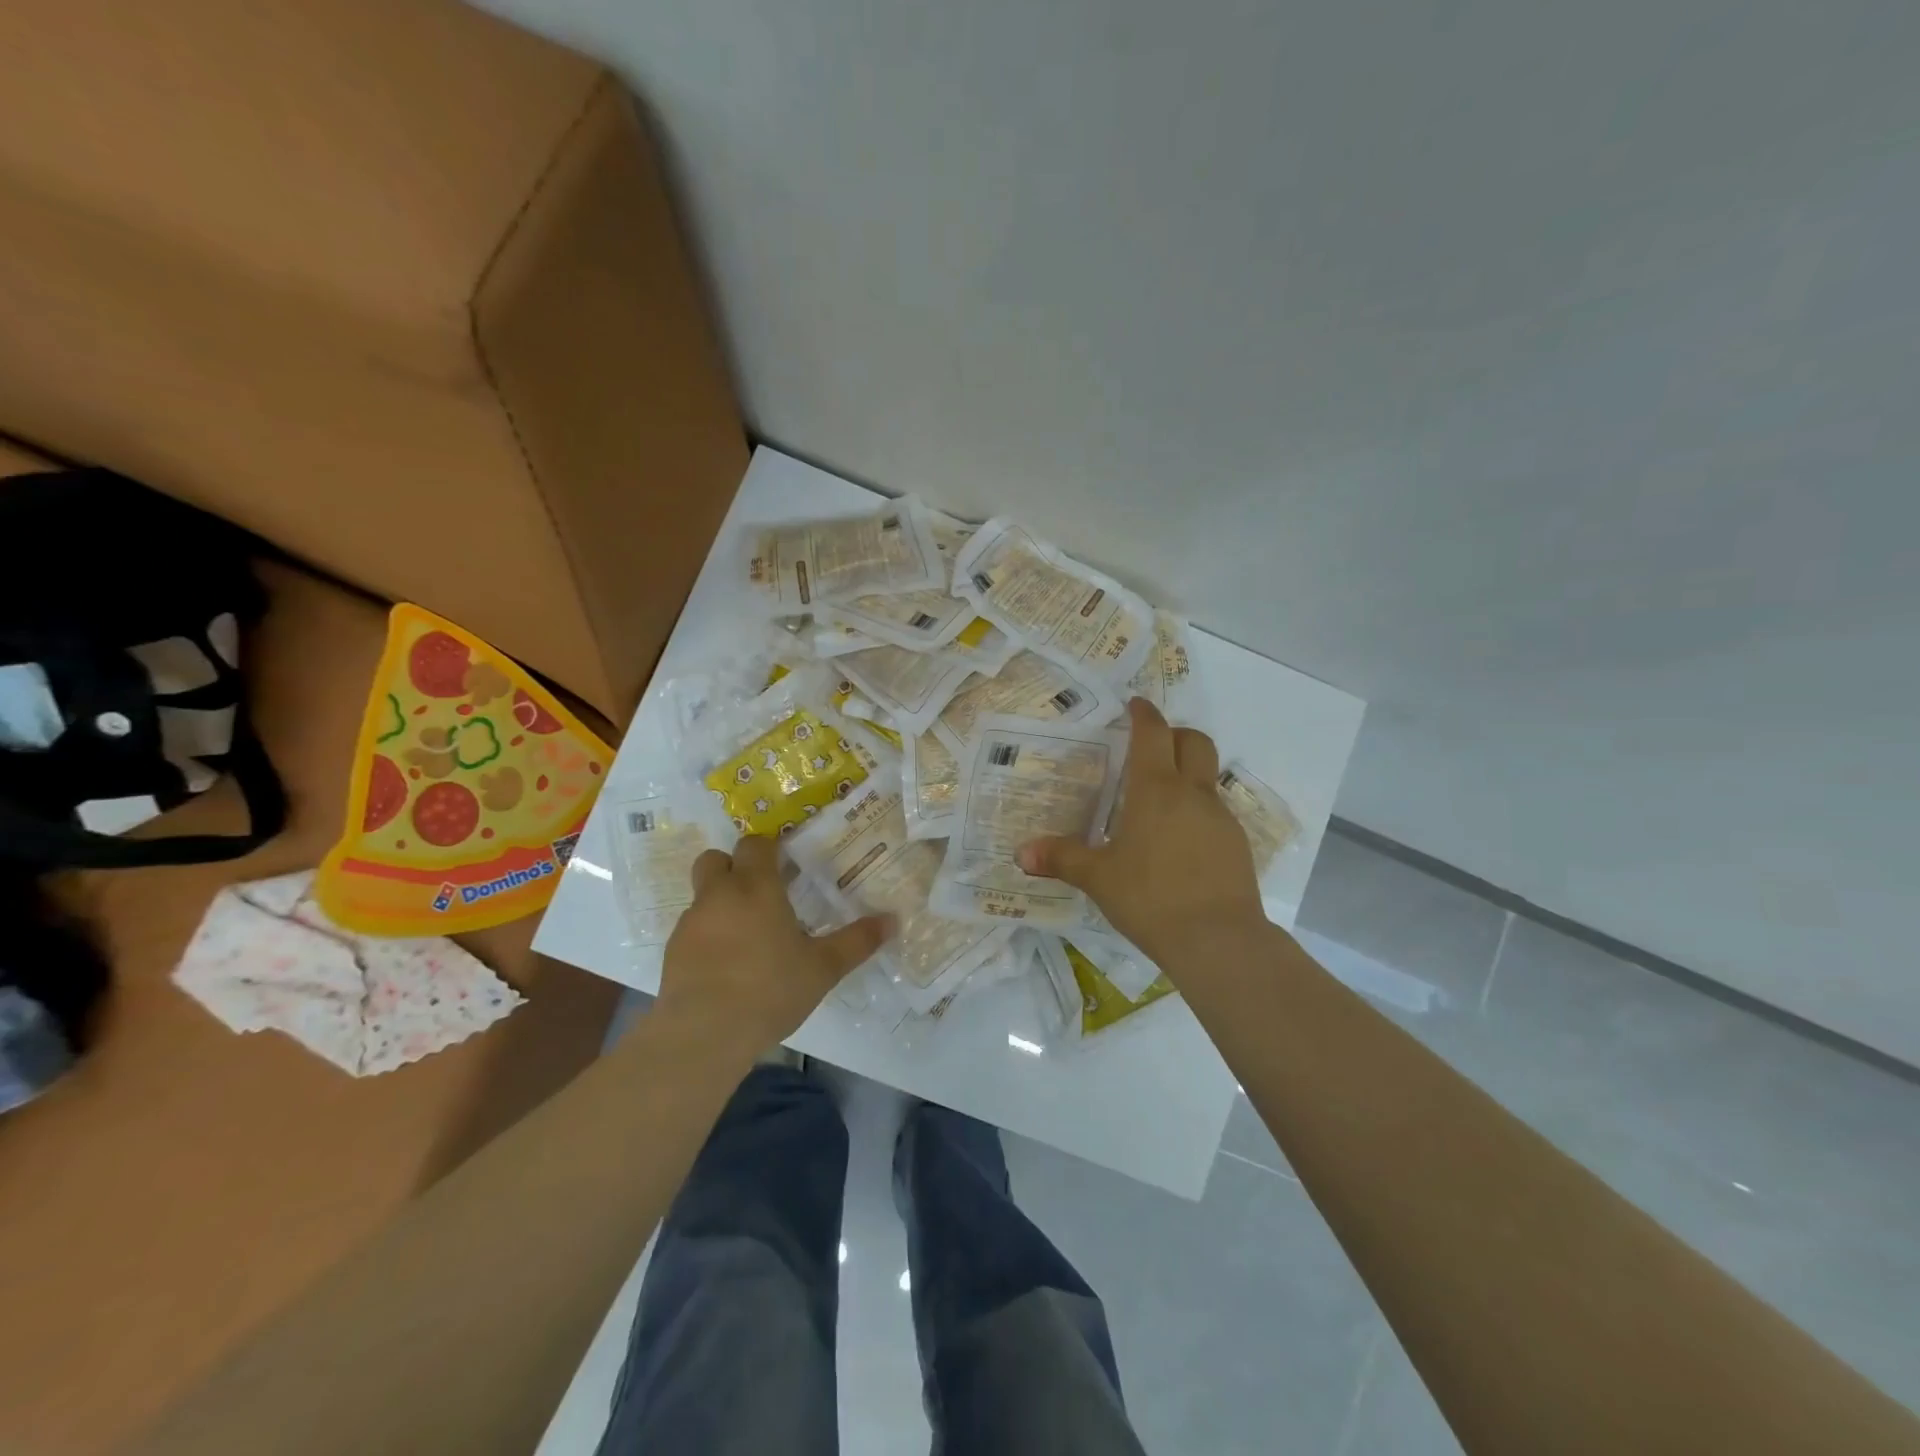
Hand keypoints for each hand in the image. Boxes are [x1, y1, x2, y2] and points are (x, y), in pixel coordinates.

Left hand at [655, 834, 889, 1066]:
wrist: (703, 1034)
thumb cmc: (769, 990)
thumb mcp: (823, 968)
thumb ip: (857, 941)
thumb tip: (893, 920)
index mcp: (756, 888)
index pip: (755, 844)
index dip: (769, 848)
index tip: (786, 863)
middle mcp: (719, 895)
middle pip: (716, 859)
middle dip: (735, 867)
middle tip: (761, 891)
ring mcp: (691, 923)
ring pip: (703, 895)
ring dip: (722, 902)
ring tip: (748, 935)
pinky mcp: (673, 952)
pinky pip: (693, 929)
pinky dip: (709, 935)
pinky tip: (727, 965)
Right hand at [1018, 698, 1266, 968]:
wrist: (1219, 940)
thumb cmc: (1150, 897)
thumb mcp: (1098, 878)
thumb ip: (1062, 859)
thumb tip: (1021, 853)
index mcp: (1155, 789)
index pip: (1153, 733)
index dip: (1143, 714)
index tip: (1135, 704)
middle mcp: (1193, 793)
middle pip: (1194, 741)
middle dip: (1174, 734)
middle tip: (1152, 745)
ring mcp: (1221, 818)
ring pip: (1207, 777)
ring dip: (1187, 773)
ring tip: (1158, 801)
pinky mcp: (1237, 844)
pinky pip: (1215, 812)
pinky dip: (1196, 811)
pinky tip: (1179, 842)